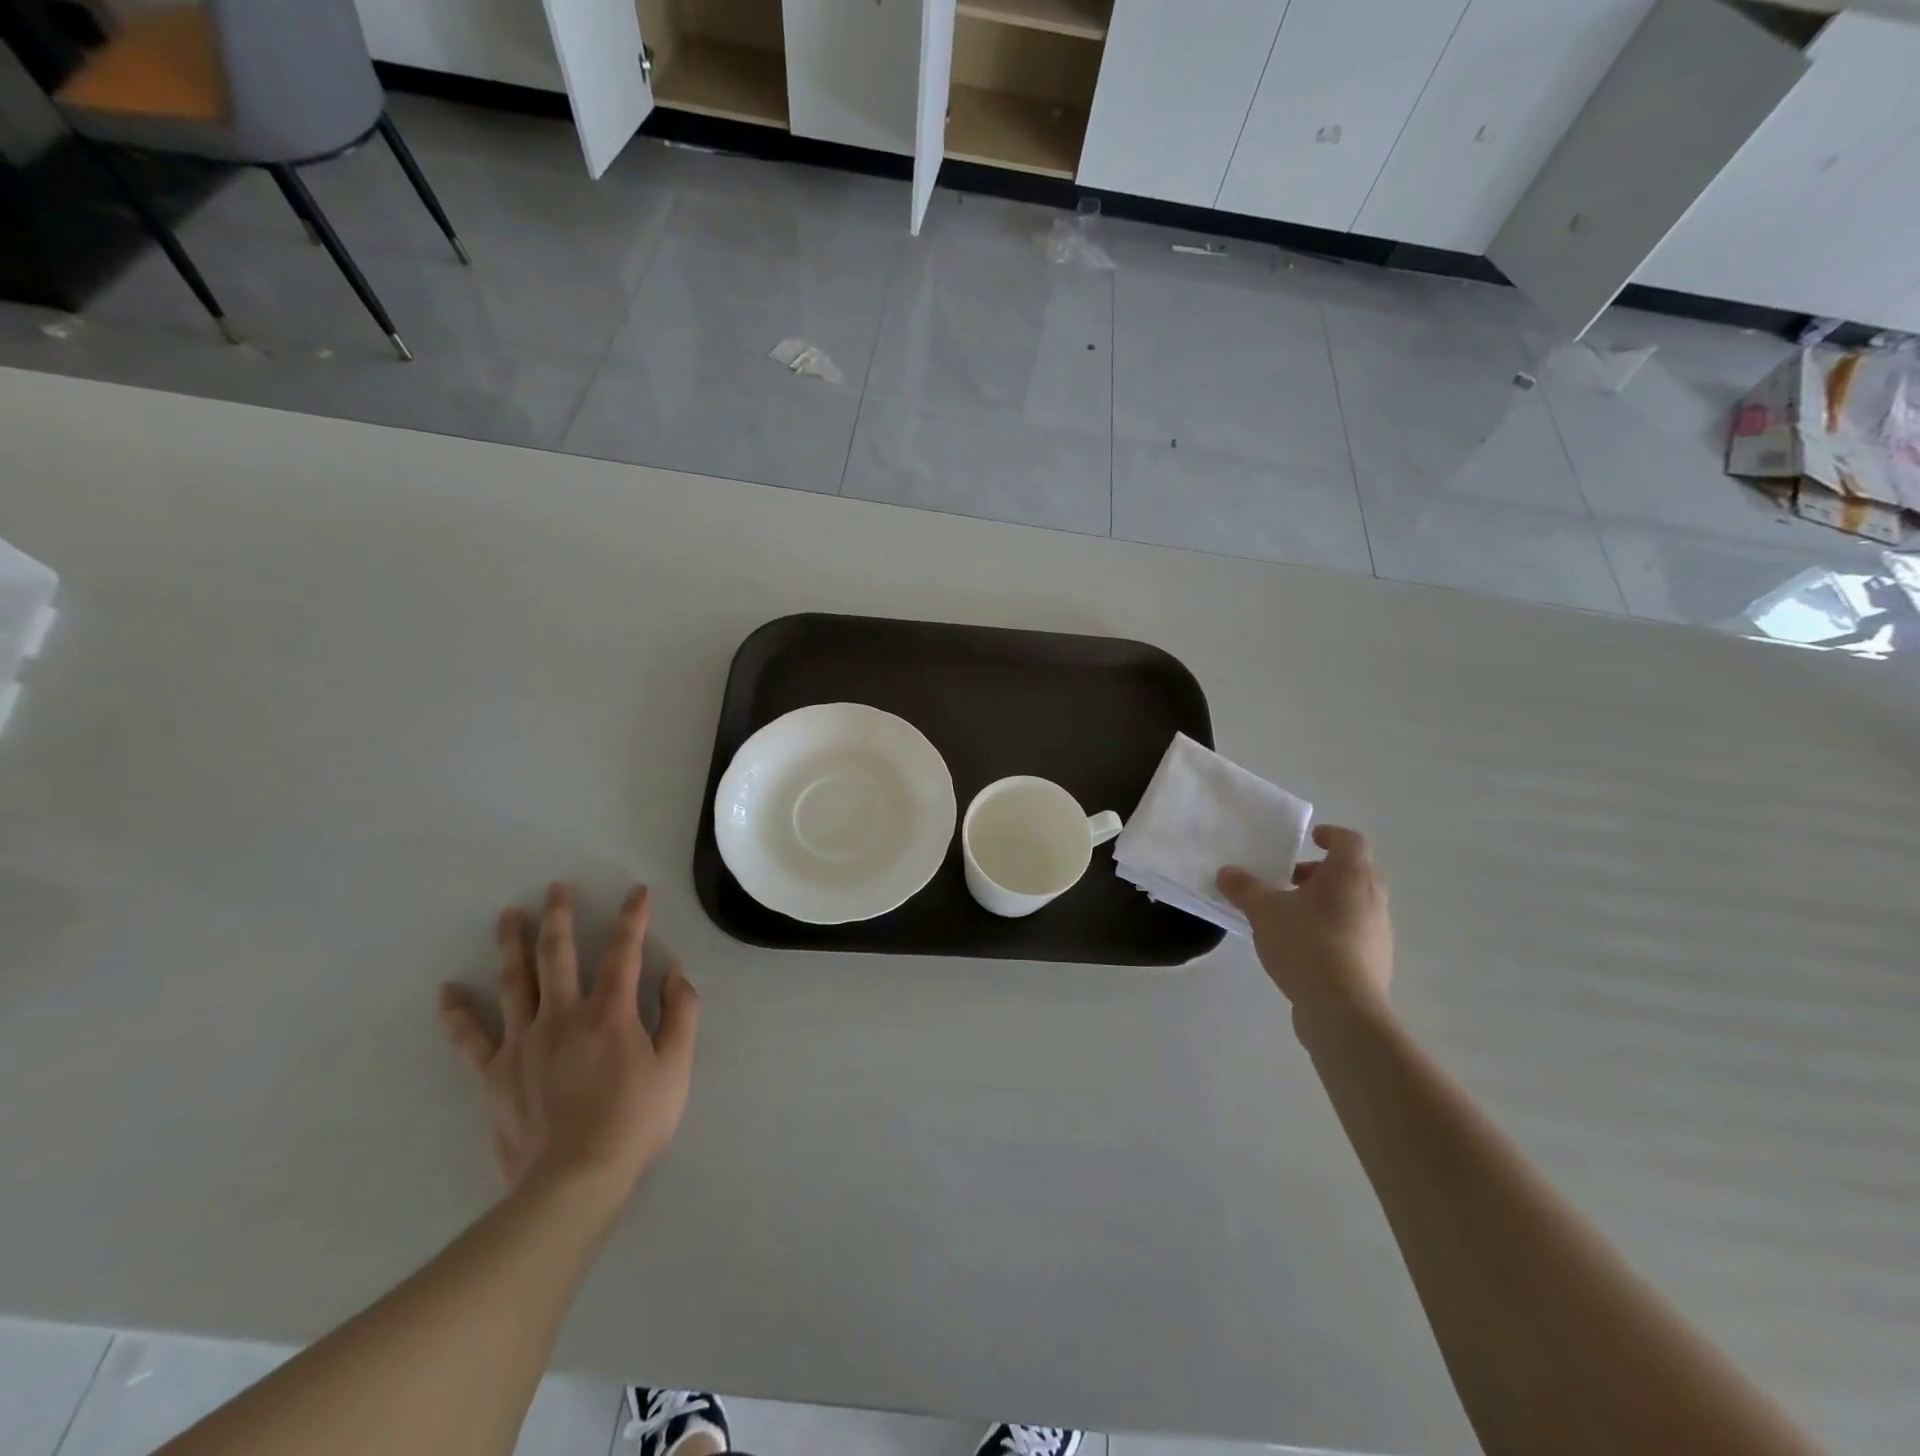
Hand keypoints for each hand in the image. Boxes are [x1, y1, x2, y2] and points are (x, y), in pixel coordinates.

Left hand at [437, 883, 698, 1199]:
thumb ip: (680, 1013)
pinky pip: (471, 1038)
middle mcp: (563, 1014)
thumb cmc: (635, 1122)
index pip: (623, 951)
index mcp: (610, 1011)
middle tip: (556, 887)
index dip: (632, 918)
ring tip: (508, 915)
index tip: (637, 892)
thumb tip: (675, 972)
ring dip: (511, 944)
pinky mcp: (495, 1074)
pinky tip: (448, 991)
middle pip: (558, 954)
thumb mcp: (677, 1067)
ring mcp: (523, 1042)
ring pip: (514, 982)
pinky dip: (458, 1014)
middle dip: (560, 916)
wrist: (574, 1181)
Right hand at [1218, 825, 1392, 1029]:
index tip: (1309, 839)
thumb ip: (1244, 888)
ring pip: (1354, 904)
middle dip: (1322, 872)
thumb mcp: (1264, 911)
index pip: (1350, 840)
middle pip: (1354, 872)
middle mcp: (1372, 899)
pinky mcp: (1375, 962)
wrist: (1343, 1009)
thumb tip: (1227, 872)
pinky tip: (1302, 947)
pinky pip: (1353, 933)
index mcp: (1350, 876)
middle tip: (1291, 879)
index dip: (1330, 835)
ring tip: (1290, 916)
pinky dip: (1331, 929)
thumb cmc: (1306, 944)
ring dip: (1326, 902)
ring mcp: (1378, 932)